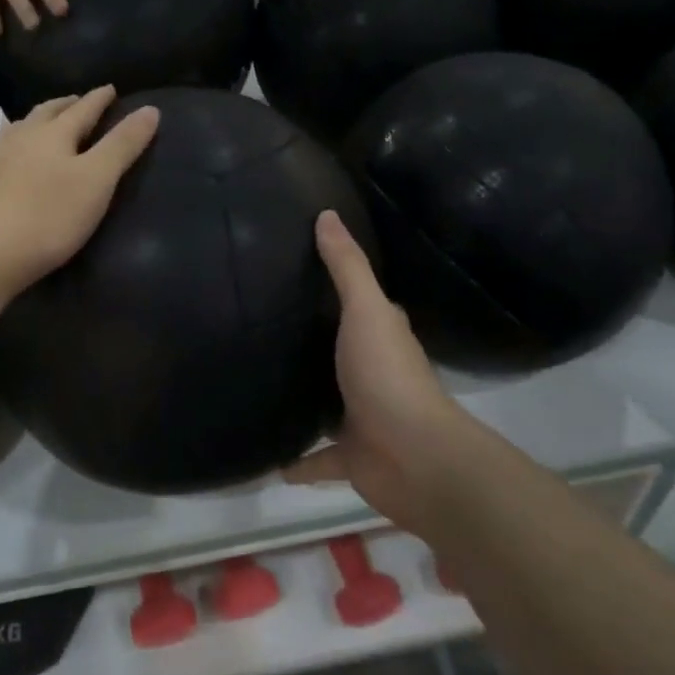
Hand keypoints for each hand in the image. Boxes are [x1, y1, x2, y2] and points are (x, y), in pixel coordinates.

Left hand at [0, 87, 159, 295]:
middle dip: (65, 105)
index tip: (110, 88)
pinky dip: (14, 150)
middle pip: (46, 113)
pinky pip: (1, 156)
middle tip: (78, 101)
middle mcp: (22, 139)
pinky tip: (11, 163)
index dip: (99, 99)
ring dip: (36, 122)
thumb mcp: (97, 180)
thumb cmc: (48, 215)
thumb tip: (150, 109)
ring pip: (19, 131)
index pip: (82, 109)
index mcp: (53, 134)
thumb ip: (123, 145)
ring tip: (44, 124)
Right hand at [285, 213, 465, 537]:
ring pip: (327, 402)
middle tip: (263, 323)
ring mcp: (362, 416)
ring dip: (305, 398)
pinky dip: (299, 461)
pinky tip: (269, 459)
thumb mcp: (365, 310)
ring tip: (259, 383)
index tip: (295, 269)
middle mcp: (373, 371)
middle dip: (312, 341)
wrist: (415, 458)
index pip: (358, 302)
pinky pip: (318, 458)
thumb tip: (327, 213)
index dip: (335, 286)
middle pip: (339, 350)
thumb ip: (346, 267)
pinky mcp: (352, 457)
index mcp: (380, 335)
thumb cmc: (388, 375)